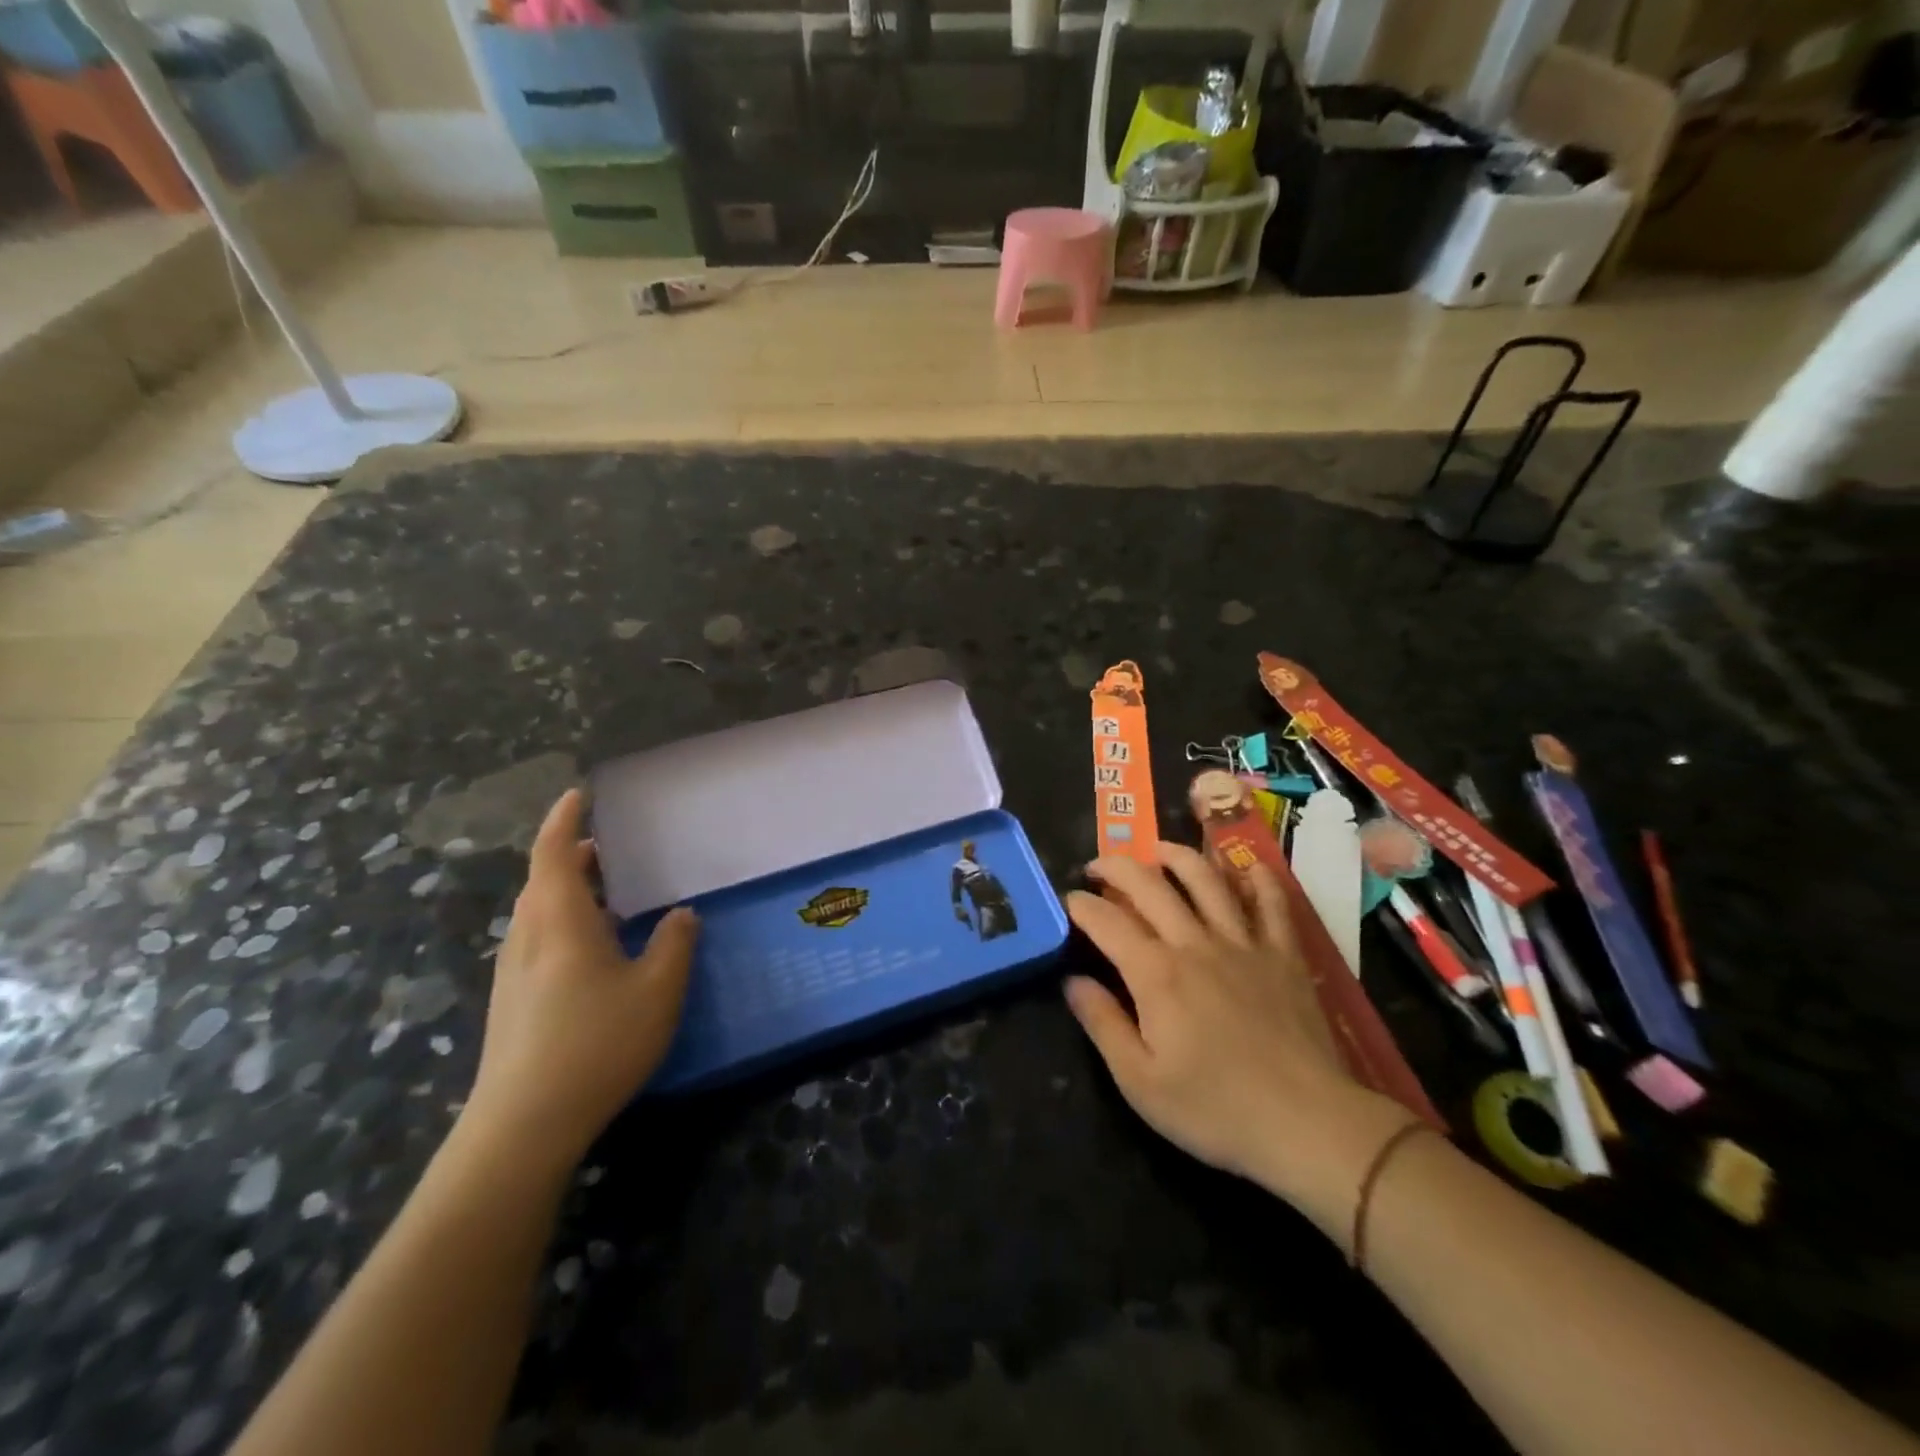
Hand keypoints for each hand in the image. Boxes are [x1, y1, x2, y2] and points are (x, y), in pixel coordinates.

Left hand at [462, 789, 698, 1171]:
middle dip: (576, 856)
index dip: (565, 819)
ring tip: (614, 896)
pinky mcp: (511, 1001)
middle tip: (616, 850)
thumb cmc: (595, 1044)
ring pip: (539, 912)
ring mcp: (513, 971)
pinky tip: (598, 951)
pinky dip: (566, 922)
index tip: (580, 794)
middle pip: (544, 880)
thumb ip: (675, 944)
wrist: (522, 1126)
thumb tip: (680, 914)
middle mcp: (528, 936)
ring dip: (571, 892)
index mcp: (559, 921)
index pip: (554, 852)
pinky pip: (539, 939)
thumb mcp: (658, 990)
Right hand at [1063, 843, 1417, 1234]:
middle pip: (1150, 886)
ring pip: (1206, 880)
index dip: (1080, 905)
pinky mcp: (1284, 954)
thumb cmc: (1215, 1109)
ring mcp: (1243, 943)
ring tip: (1157, 848)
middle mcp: (1195, 943)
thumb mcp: (1140, 1081)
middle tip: (1098, 866)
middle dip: (1117, 867)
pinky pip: (1271, 903)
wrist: (1307, 1124)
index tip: (1067, 900)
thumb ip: (1102, 1024)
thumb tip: (1072, 981)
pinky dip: (1257, 879)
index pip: (1106, 921)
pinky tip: (1245, 867)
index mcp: (1155, 974)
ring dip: (1177, 856)